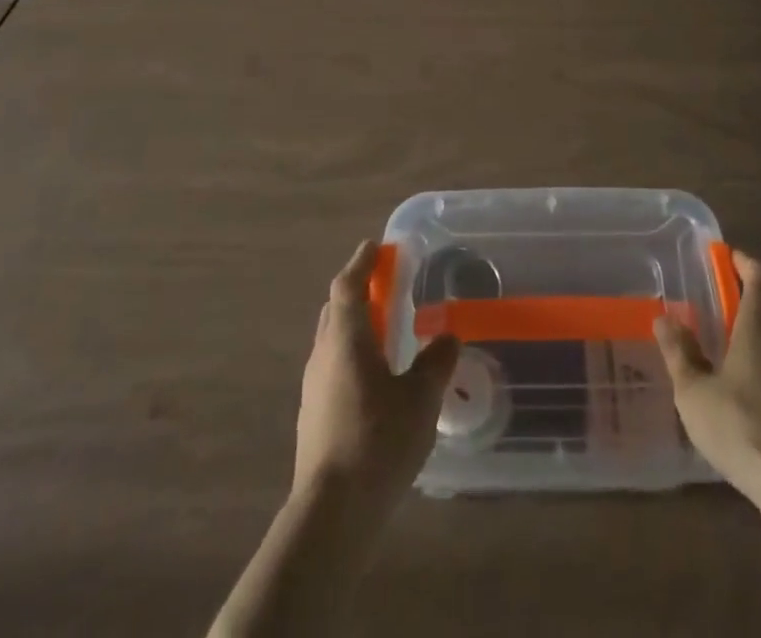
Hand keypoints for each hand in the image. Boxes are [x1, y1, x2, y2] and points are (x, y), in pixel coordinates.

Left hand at [293, 239, 460, 513]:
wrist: (332, 514)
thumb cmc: (378, 441)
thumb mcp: (421, 398)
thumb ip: (436, 362)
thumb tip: (447, 336)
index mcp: (346, 339)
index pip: (347, 285)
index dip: (361, 262)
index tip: (375, 246)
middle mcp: (323, 355)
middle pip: (336, 309)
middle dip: (358, 291)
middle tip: (386, 285)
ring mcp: (314, 388)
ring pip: (332, 340)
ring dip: (355, 325)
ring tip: (385, 330)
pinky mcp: (314, 417)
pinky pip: (333, 367)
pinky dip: (352, 355)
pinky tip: (375, 378)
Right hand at [654, 250, 760, 507]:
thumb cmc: (743, 426)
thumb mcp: (695, 391)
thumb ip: (680, 353)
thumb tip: (665, 319)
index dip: (743, 261)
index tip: (724, 257)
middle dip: (746, 300)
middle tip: (717, 307)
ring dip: (758, 335)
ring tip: (728, 350)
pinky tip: (749, 392)